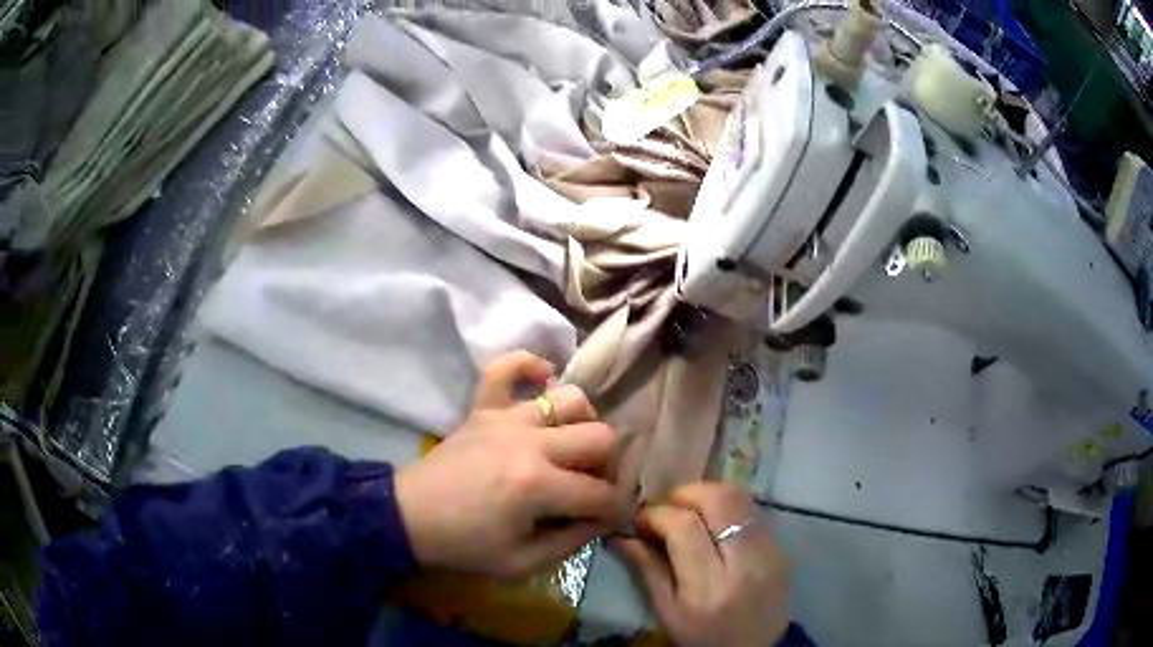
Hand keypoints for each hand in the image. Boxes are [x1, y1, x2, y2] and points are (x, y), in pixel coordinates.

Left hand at [396, 351, 625, 575]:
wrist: (409, 517)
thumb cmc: (464, 545)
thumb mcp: (521, 562)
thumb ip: (571, 542)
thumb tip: (600, 519)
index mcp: (538, 486)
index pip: (602, 493)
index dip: (615, 509)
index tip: (608, 518)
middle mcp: (530, 443)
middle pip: (600, 437)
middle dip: (610, 465)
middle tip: (592, 484)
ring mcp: (506, 419)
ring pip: (570, 398)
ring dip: (584, 420)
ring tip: (573, 443)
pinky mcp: (483, 408)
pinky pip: (506, 367)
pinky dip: (528, 366)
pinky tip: (541, 382)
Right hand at [613, 483, 789, 646]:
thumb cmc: (703, 638)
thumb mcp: (667, 613)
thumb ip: (647, 571)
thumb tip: (622, 535)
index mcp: (709, 586)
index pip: (684, 527)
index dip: (657, 514)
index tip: (641, 519)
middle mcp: (745, 562)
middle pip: (719, 500)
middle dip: (685, 494)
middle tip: (667, 508)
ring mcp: (770, 551)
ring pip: (740, 498)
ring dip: (708, 495)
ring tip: (688, 511)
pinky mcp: (781, 547)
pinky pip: (752, 511)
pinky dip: (727, 507)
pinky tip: (713, 523)